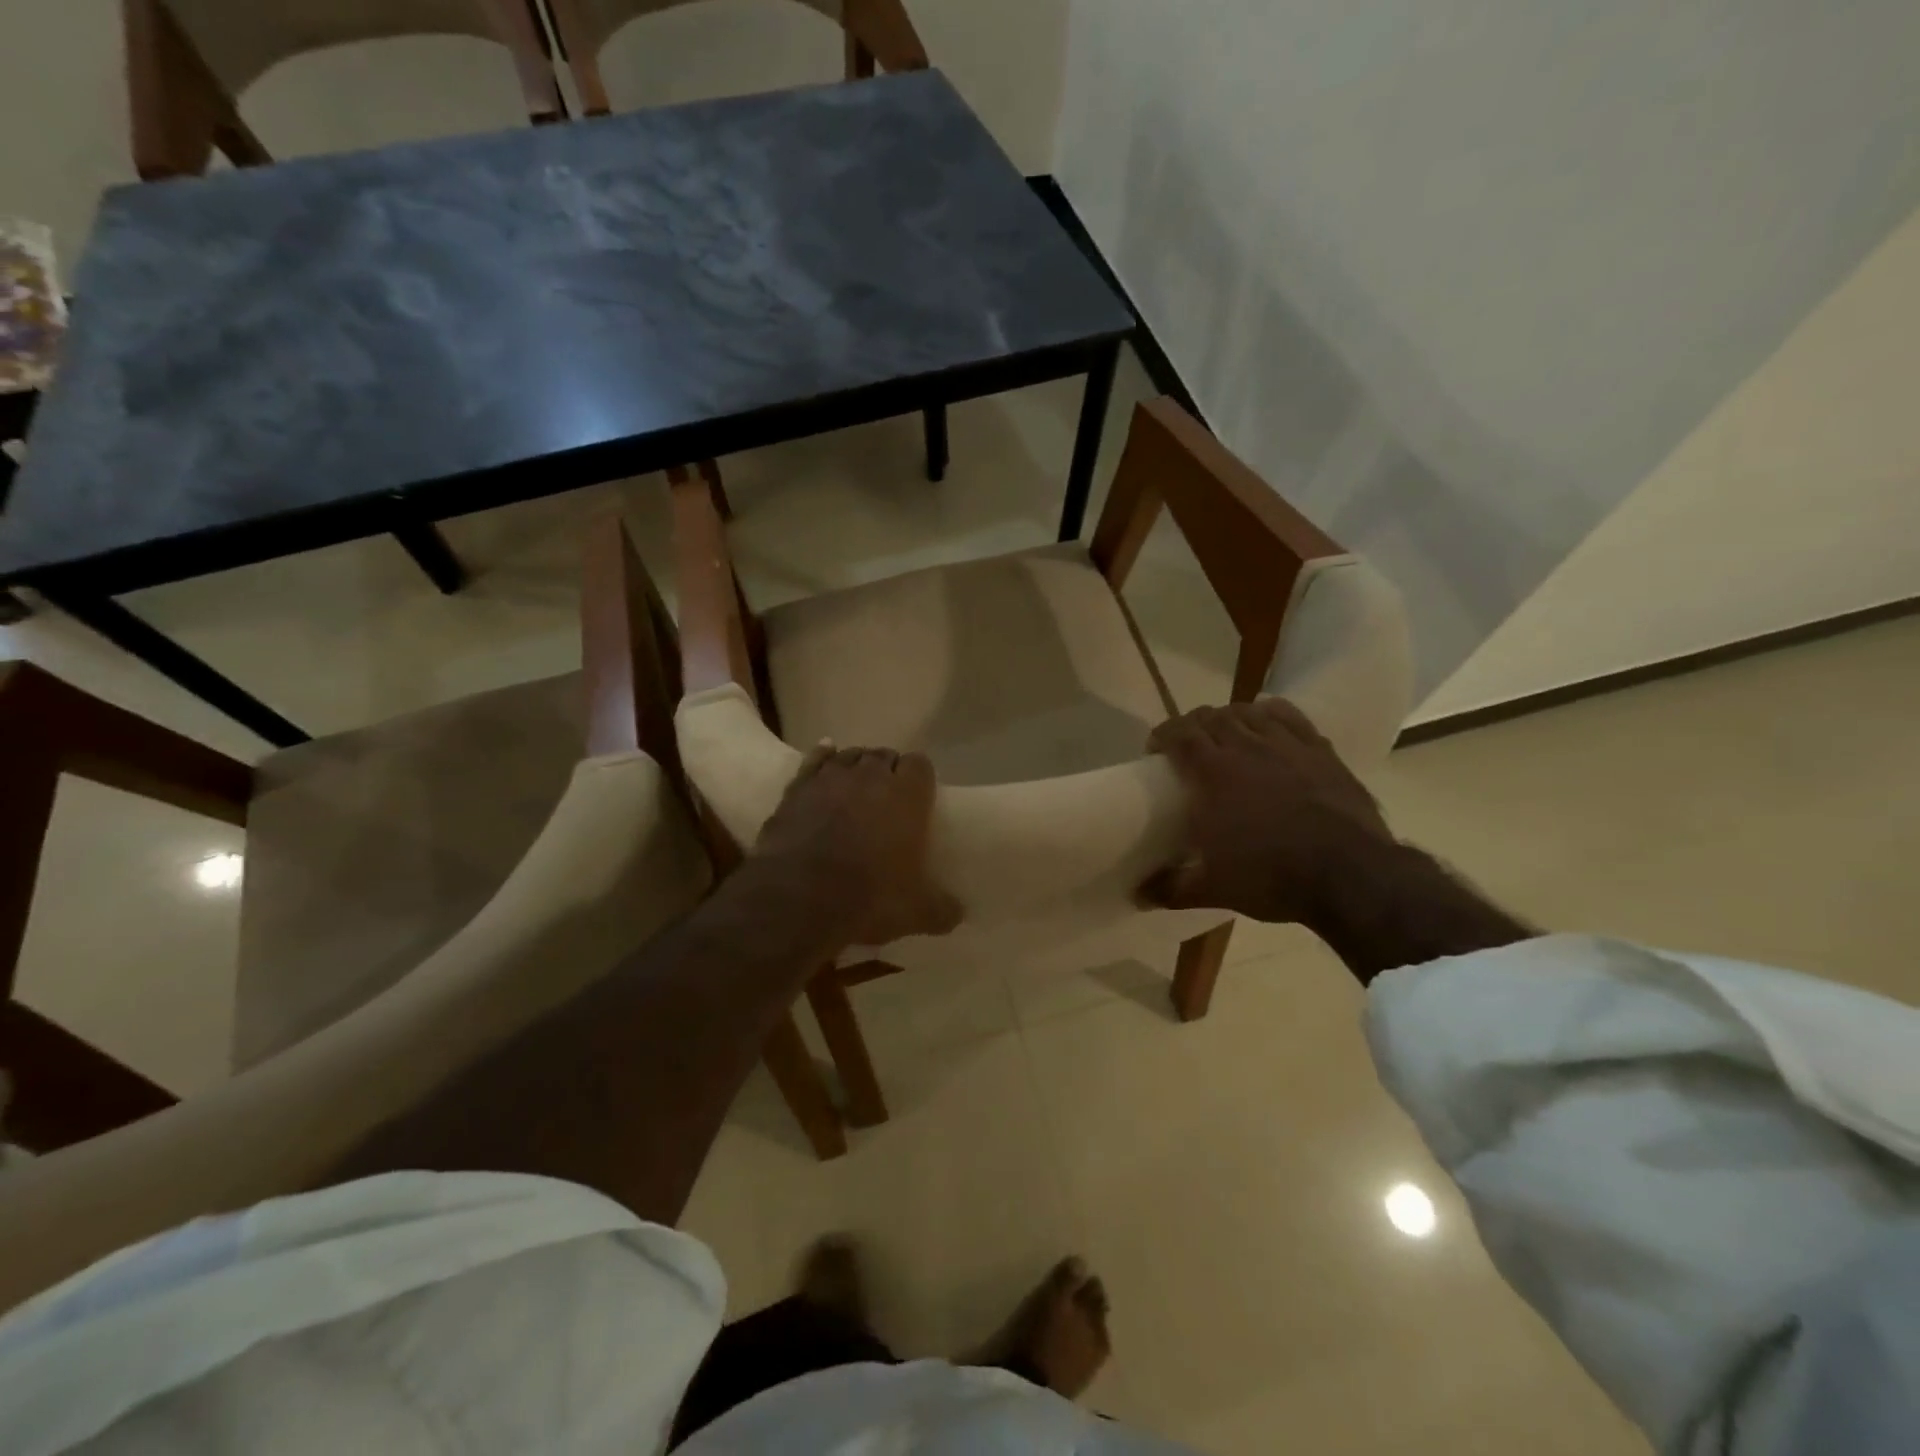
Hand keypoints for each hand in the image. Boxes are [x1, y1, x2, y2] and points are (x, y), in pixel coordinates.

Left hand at [754, 744, 963, 944]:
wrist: (797, 897)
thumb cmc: (868, 897)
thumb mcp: (916, 913)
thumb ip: (941, 910)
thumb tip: (958, 914)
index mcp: (907, 796)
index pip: (920, 765)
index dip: (920, 778)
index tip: (919, 795)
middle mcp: (870, 776)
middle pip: (884, 756)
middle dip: (888, 771)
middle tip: (888, 797)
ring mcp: (831, 778)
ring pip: (849, 755)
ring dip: (856, 766)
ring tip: (857, 785)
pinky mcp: (797, 788)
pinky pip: (814, 761)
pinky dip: (822, 757)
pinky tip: (826, 755)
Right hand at [1139, 699, 1393, 925]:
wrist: (1350, 875)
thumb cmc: (1272, 877)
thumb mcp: (1213, 890)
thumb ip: (1171, 888)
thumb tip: (1137, 896)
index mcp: (1213, 773)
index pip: (1179, 734)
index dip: (1162, 734)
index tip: (1154, 749)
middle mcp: (1246, 747)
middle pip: (1210, 717)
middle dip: (1192, 725)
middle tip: (1186, 745)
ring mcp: (1286, 745)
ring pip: (1247, 711)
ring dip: (1228, 716)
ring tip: (1224, 732)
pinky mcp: (1320, 749)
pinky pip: (1289, 716)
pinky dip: (1270, 712)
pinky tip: (1265, 718)